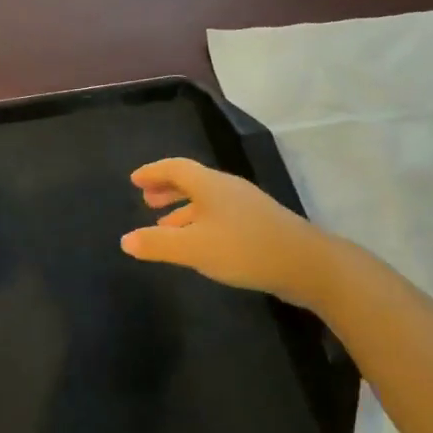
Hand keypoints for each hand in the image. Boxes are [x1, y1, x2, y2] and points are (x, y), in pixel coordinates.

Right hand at [120, 158, 333, 308]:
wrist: (307, 264)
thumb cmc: (244, 249)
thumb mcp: (193, 248)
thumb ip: (157, 243)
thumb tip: (125, 240)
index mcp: (210, 185)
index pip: (175, 168)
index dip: (153, 172)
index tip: (134, 180)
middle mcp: (227, 188)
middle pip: (191, 180)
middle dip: (167, 189)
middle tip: (146, 200)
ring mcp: (246, 206)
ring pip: (206, 200)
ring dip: (182, 209)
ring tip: (164, 225)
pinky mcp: (259, 225)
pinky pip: (219, 214)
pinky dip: (200, 222)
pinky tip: (199, 243)